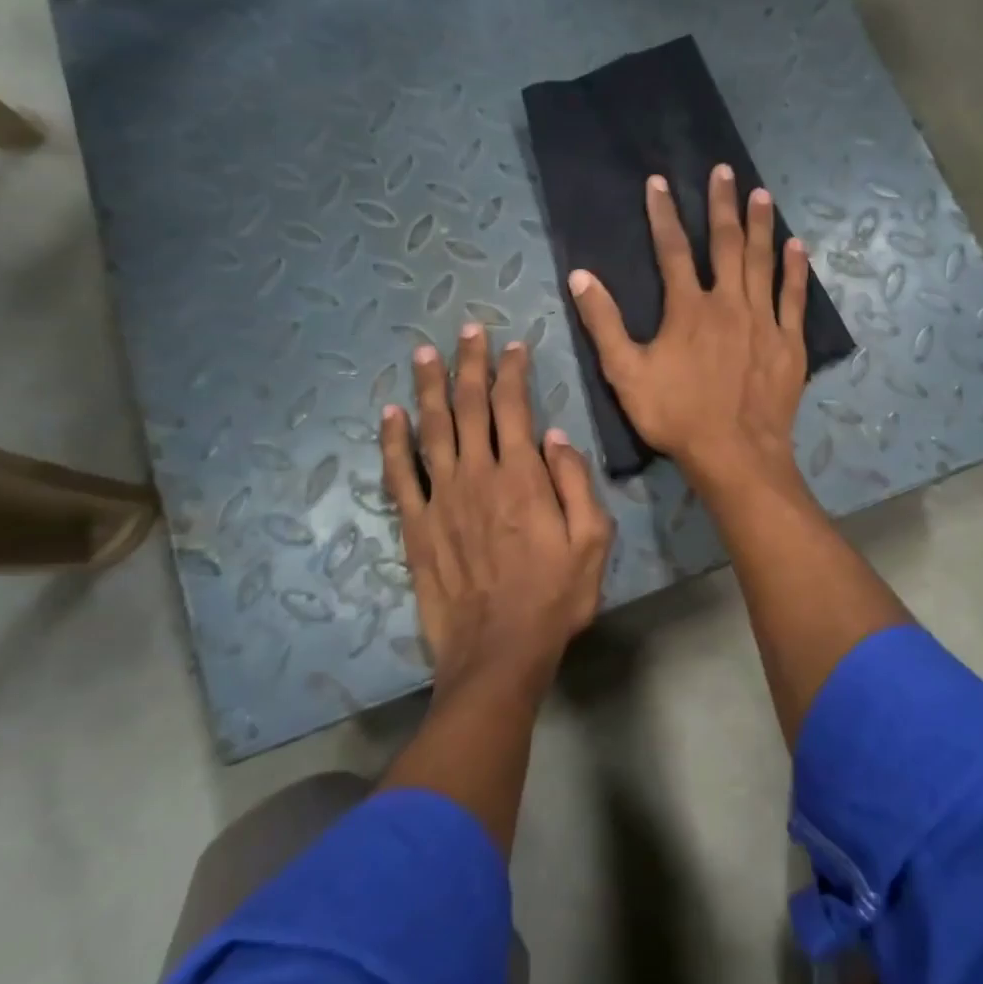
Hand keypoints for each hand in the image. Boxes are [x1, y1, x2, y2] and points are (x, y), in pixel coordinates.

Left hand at [381, 325, 612, 696]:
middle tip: (467, 331)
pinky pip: (399, 475)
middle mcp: (478, 476)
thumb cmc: (554, 598)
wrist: (499, 653)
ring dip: (429, 388)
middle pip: (470, 407)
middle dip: (470, 365)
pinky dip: (393, 441)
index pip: (514, 408)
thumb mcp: (593, 542)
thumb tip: (557, 435)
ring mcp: (441, 499)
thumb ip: (576, 484)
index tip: (513, 346)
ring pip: (432, 430)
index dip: (512, 373)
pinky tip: (390, 414)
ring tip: (425, 354)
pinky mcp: (416, 526)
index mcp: (523, 477)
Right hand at [568, 165, 809, 486]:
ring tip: (761, 194)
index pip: (672, 249)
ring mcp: (764, 321)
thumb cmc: (676, 415)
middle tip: (725, 171)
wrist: (734, 453)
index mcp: (688, 308)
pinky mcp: (789, 342)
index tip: (659, 182)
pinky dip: (795, 270)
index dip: (664, 213)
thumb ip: (603, 323)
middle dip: (723, 204)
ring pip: (763, 262)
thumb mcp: (626, 373)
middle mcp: (729, 303)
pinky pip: (793, 298)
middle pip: (726, 244)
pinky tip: (797, 247)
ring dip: (761, 225)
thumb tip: (580, 276)